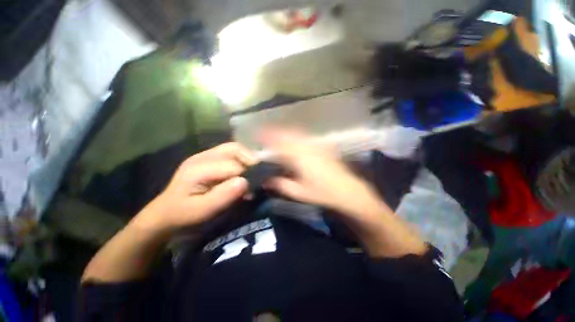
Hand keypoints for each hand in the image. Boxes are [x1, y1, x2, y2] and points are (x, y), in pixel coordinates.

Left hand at [134, 143, 256, 232]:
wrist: (166, 211)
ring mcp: (205, 155)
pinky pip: (231, 152)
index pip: (233, 165)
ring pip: (234, 148)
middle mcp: (203, 156)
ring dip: (247, 158)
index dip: (246, 175)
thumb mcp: (202, 211)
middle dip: (249, 161)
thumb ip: (223, 196)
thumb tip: (245, 181)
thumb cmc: (184, 214)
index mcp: (198, 168)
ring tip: (252, 172)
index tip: (252, 189)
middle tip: (257, 176)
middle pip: (234, 149)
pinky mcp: (209, 157)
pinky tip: (243, 170)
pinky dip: (241, 159)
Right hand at [260, 129, 382, 215]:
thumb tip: (266, 180)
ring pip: (297, 133)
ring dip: (285, 131)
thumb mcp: (299, 192)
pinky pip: (305, 136)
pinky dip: (296, 134)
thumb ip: (281, 185)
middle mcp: (307, 147)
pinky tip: (294, 138)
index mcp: (299, 157)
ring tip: (276, 133)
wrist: (347, 190)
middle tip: (264, 132)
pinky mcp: (322, 147)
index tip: (258, 134)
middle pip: (287, 134)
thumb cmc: (322, 192)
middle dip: (275, 131)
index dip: (267, 137)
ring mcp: (315, 145)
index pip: (279, 143)